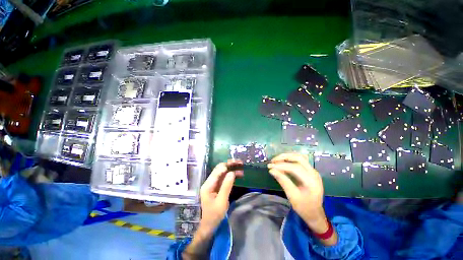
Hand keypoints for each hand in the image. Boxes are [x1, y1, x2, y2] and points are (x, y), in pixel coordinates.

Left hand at [199, 160, 242, 232]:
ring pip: (223, 173)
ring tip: (241, 167)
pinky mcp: (218, 187)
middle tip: (240, 162)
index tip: (236, 163)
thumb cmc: (214, 215)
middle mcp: (210, 182)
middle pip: (220, 169)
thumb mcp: (221, 201)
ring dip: (232, 169)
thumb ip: (226, 186)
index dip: (227, 165)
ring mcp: (214, 184)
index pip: (217, 170)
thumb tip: (232, 173)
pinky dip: (231, 176)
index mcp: (208, 184)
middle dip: (230, 165)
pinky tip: (238, 175)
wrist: (210, 225)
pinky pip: (225, 178)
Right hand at [268, 153, 324, 223]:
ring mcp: (313, 171)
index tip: (270, 166)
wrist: (315, 213)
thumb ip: (283, 181)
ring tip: (276, 161)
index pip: (295, 168)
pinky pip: (300, 160)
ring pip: (299, 157)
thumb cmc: (304, 207)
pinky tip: (283, 162)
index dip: (281, 165)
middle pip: (299, 158)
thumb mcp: (292, 196)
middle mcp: (314, 173)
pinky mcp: (310, 171)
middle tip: (273, 161)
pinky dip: (290, 159)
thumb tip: (272, 170)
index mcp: (311, 181)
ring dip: (287, 156)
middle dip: (284, 157)